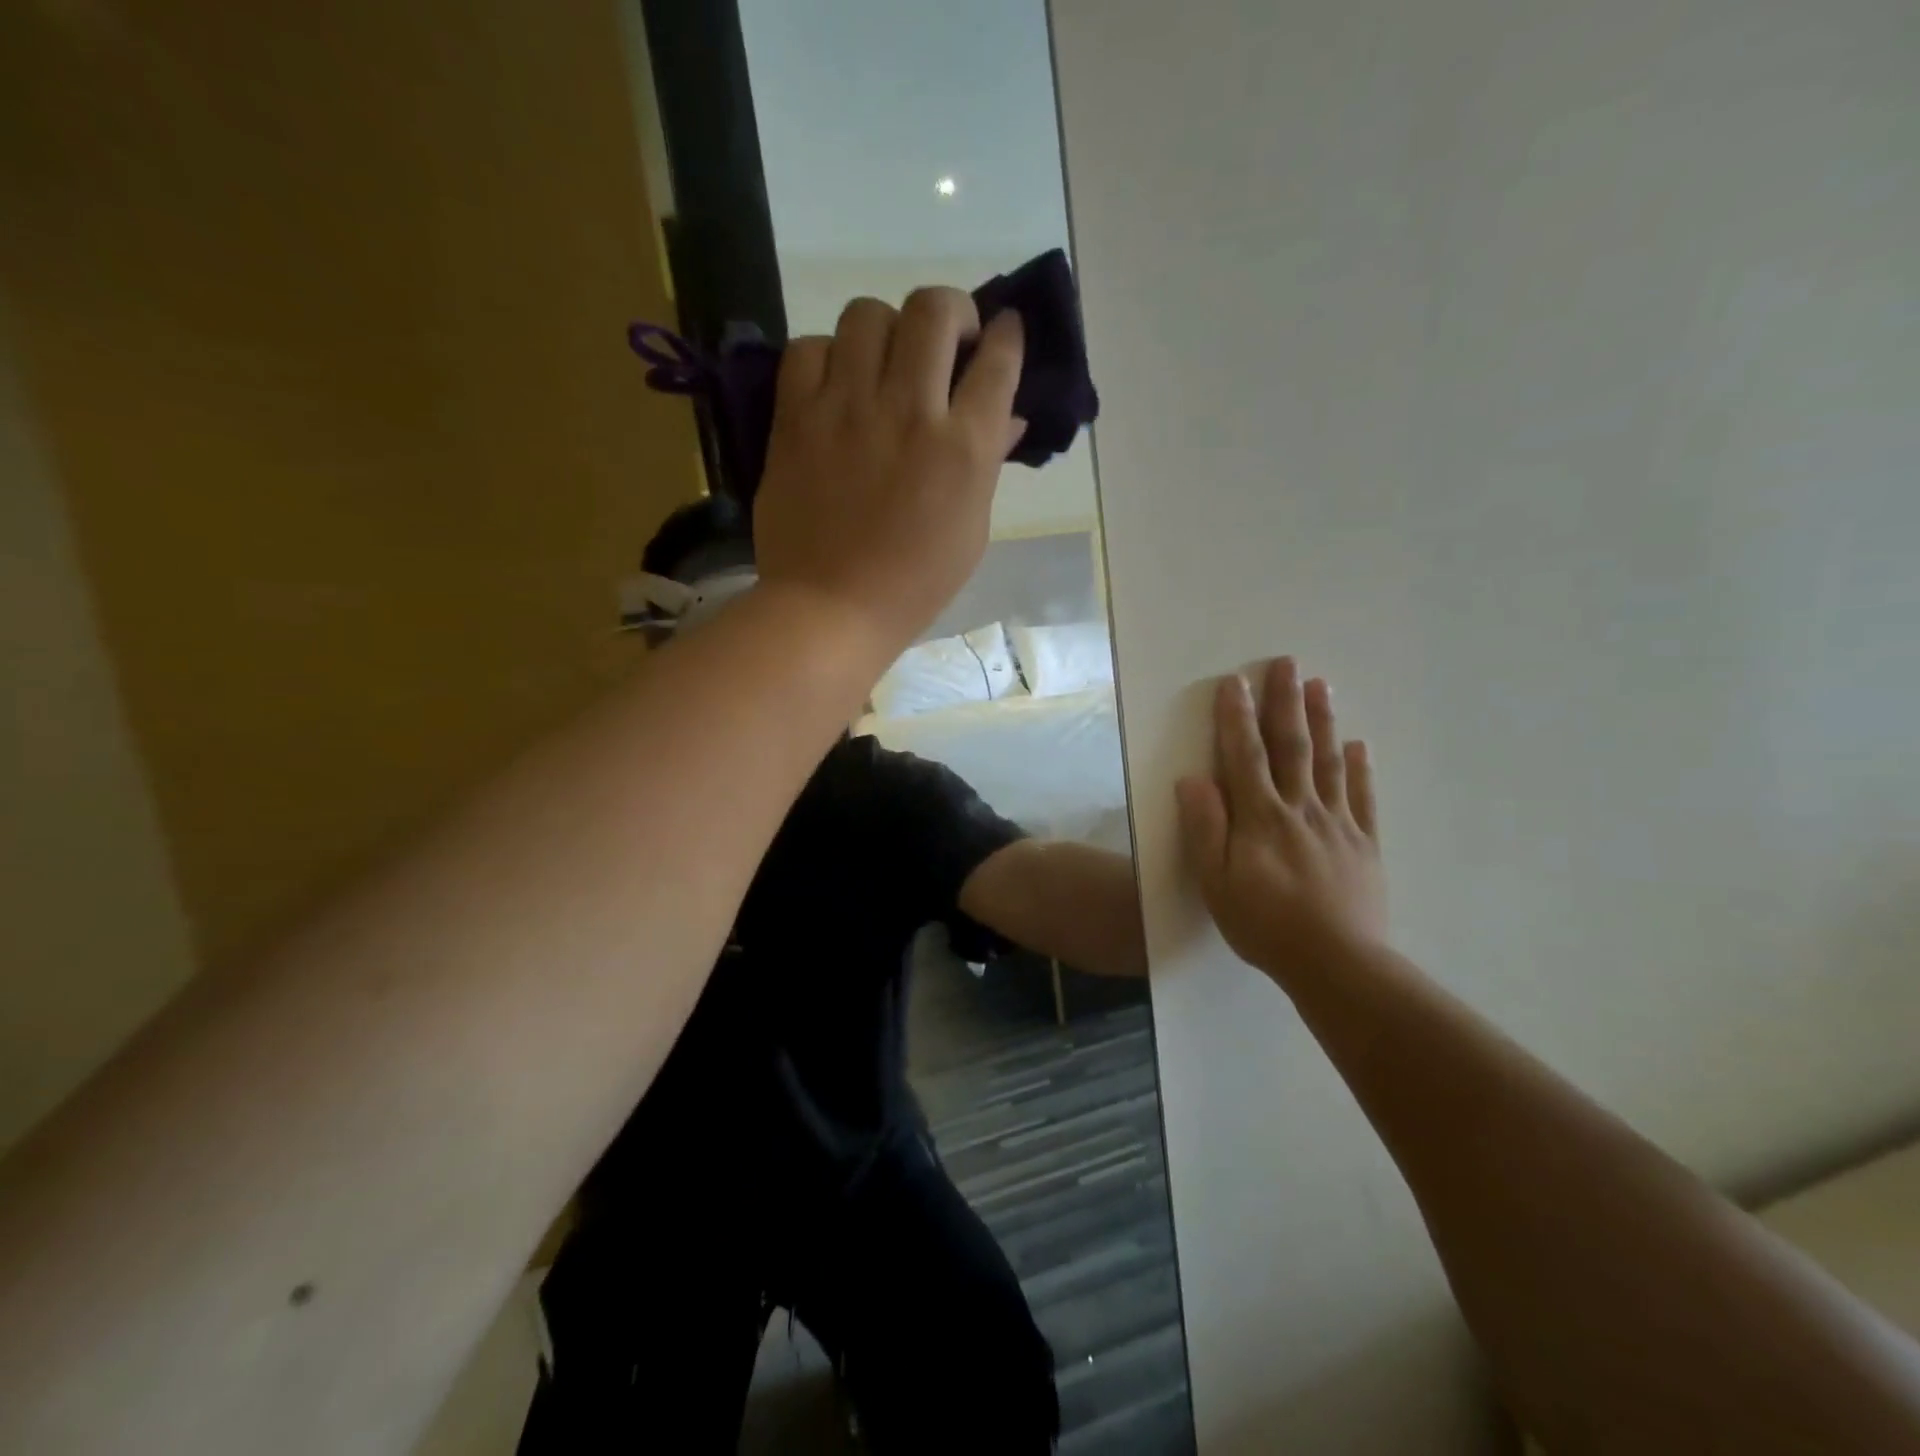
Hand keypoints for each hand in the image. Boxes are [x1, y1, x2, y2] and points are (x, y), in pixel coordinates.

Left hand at [752, 288, 1025, 657]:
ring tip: (885, 361)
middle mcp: (910, 412)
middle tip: (946, 341)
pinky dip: (827, 355)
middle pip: (934, 309)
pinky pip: (809, 348)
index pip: (998, 360)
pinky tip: (835, 385)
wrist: (831, 609)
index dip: (1007, 334)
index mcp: (964, 448)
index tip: (1003, 330)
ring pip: (869, 313)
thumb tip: (1005, 417)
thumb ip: (987, 463)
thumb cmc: (914, 583)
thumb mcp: (971, 530)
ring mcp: (848, 409)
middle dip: (952, 311)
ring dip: (887, 327)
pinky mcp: (797, 417)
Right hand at [1176, 657, 1386, 982]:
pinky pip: (1362, 798)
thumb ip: (1205, 829)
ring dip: (1322, 722)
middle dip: (1285, 703)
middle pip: (1292, 747)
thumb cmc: (1265, 924)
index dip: (1237, 718)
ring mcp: (1337, 824)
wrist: (1336, 964)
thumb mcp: (1217, 882)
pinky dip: (1360, 769)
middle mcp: (1300, 809)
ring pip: (1328, 763)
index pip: (1245, 756)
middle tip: (1286, 662)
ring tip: (1320, 685)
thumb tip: (1193, 779)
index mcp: (1261, 818)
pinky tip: (1358, 747)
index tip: (1234, 682)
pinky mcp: (1364, 844)